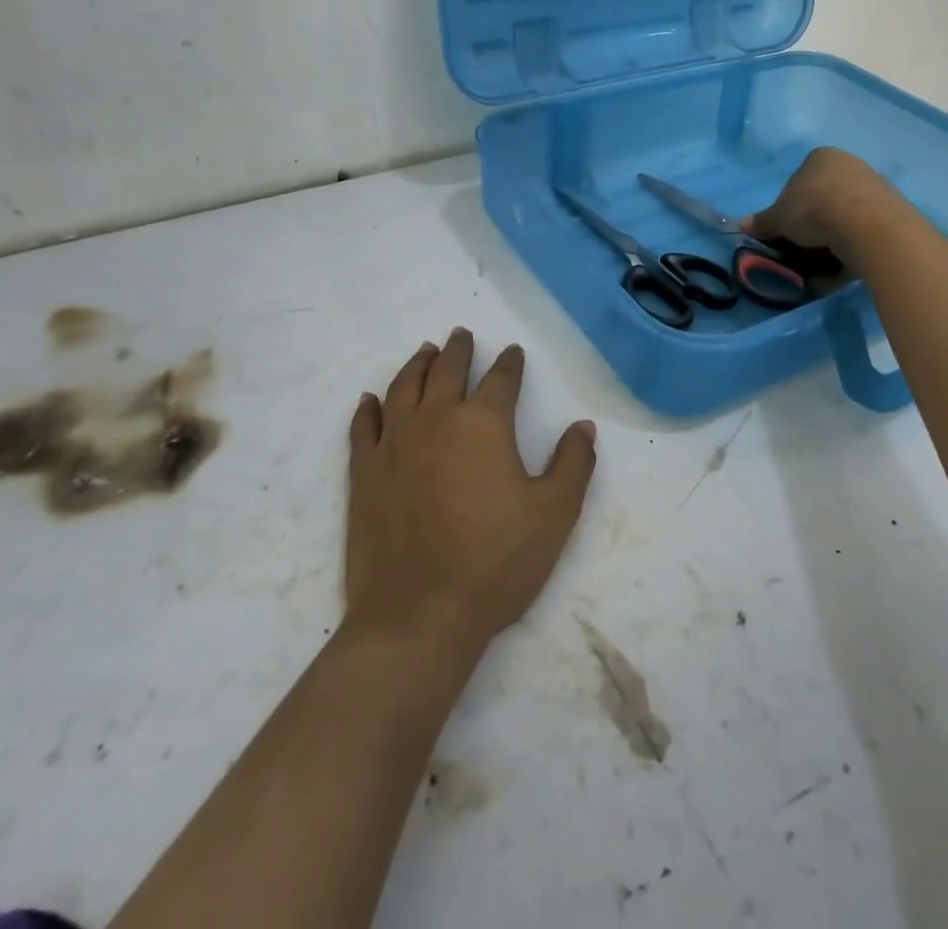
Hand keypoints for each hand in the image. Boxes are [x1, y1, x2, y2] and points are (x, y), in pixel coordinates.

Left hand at [346, 329, 596, 655]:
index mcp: (484, 424)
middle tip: (461, 334)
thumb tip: (583, 426)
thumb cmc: (496, 561)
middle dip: (458, 350)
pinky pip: (364, 427)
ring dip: (416, 365)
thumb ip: (573, 463)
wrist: (419, 613)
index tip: (513, 352)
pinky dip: (368, 409)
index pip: (501, 379)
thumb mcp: (555, 514)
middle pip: (446, 370)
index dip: (509, 363)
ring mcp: (394, 444)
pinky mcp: (364, 472)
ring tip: (424, 351)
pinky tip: (370, 400)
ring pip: (403, 388)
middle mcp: (436, 420)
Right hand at [741, 147, 902, 266]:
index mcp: (820, 157)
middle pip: (824, 193)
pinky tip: (848, 255)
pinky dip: (855, 239)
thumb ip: (762, 221)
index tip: (788, 226)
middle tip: (805, 242)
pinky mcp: (892, 207)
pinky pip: (865, 224)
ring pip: (846, 209)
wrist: (867, 225)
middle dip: (814, 217)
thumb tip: (741, 225)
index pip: (799, 178)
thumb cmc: (814, 210)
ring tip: (827, 253)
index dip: (790, 204)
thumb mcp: (779, 219)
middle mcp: (848, 163)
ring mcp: (873, 183)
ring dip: (836, 229)